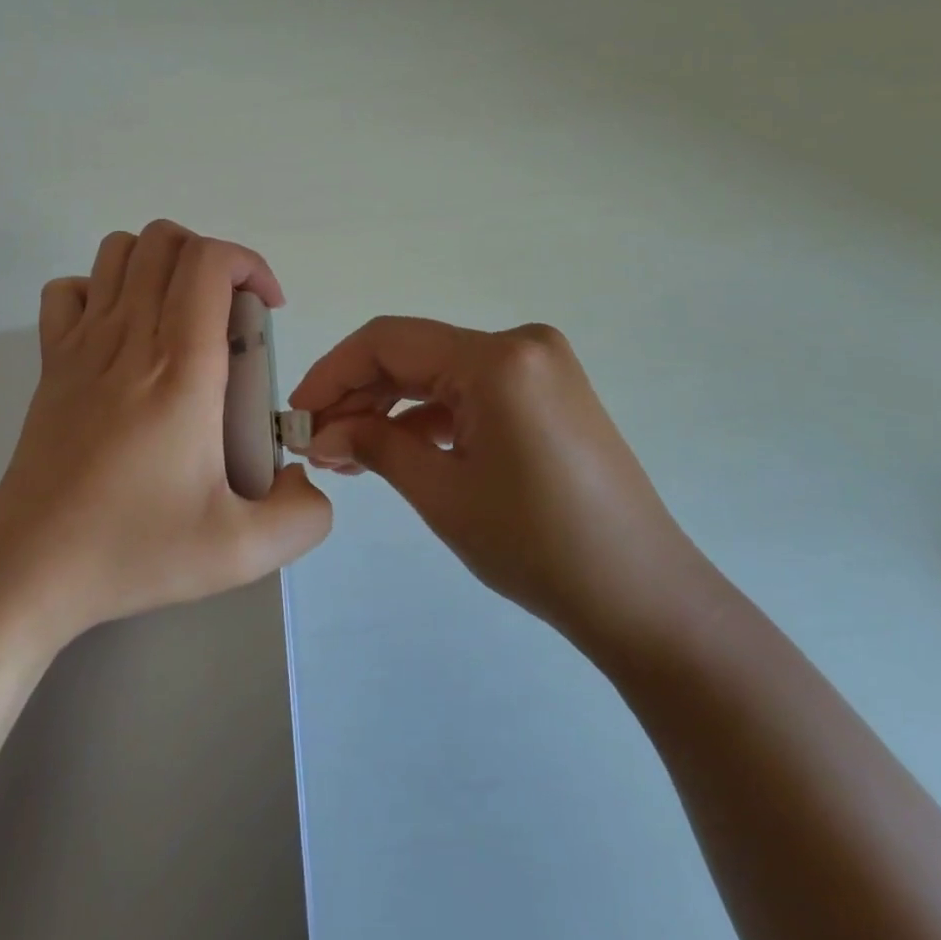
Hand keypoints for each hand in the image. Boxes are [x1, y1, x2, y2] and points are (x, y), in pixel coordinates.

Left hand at [0, 221, 332, 644]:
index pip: (209, 262)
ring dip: (159, 264)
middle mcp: (130, 338)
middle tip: (230, 315)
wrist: (32, 566)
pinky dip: (99, 290)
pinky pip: (69, 290)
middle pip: (165, 240)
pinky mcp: (52, 360)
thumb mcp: (240, 552)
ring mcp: (82, 343)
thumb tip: (307, 479)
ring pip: (118, 251)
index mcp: (181, 368)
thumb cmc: (133, 548)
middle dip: (210, 258)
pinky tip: (121, 333)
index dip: (249, 264)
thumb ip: (301, 516)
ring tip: (182, 315)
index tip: (267, 310)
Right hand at [291, 317, 708, 657]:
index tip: (296, 413)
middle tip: (318, 440)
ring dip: (392, 407)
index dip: (333, 372)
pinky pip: (472, 389)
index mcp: (497, 358)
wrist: (644, 597)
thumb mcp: (442, 493)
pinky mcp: (548, 391)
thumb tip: (320, 433)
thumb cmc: (537, 545)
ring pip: (441, 372)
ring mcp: (540, 365)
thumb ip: (374, 445)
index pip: (389, 342)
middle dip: (360, 394)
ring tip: (350, 452)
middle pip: (414, 353)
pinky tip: (400, 449)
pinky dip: (432, 415)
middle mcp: (520, 344)